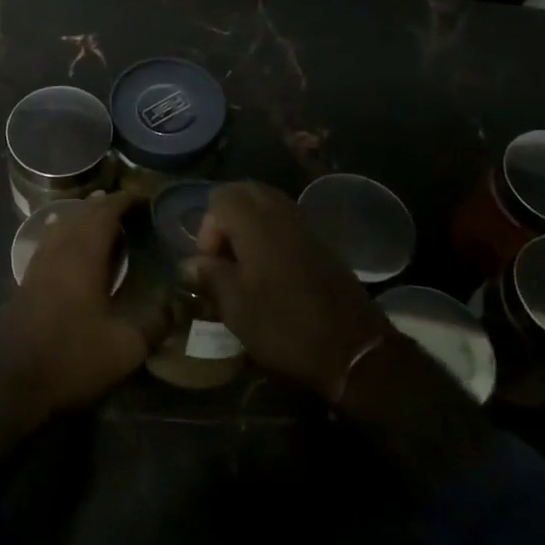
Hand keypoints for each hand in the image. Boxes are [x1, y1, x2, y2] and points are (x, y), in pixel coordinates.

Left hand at [0, 190, 160, 411]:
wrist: (11, 382)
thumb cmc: (72, 357)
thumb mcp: (125, 346)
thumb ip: (154, 322)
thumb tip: (177, 304)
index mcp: (83, 254)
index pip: (105, 213)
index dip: (123, 201)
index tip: (142, 197)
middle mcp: (59, 250)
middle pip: (81, 214)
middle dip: (103, 204)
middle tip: (125, 203)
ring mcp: (38, 265)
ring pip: (61, 227)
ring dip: (81, 217)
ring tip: (98, 215)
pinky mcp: (26, 282)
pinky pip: (50, 243)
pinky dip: (65, 234)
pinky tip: (68, 246)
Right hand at [187, 182, 492, 491]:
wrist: (355, 353)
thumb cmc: (285, 327)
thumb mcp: (235, 307)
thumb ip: (209, 276)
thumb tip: (189, 263)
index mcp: (256, 223)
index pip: (220, 197)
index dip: (207, 228)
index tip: (211, 265)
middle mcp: (282, 214)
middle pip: (246, 192)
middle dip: (227, 219)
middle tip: (223, 258)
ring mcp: (306, 227)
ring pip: (268, 205)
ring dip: (249, 226)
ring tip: (244, 266)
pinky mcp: (322, 245)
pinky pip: (287, 222)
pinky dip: (271, 235)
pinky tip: (270, 272)